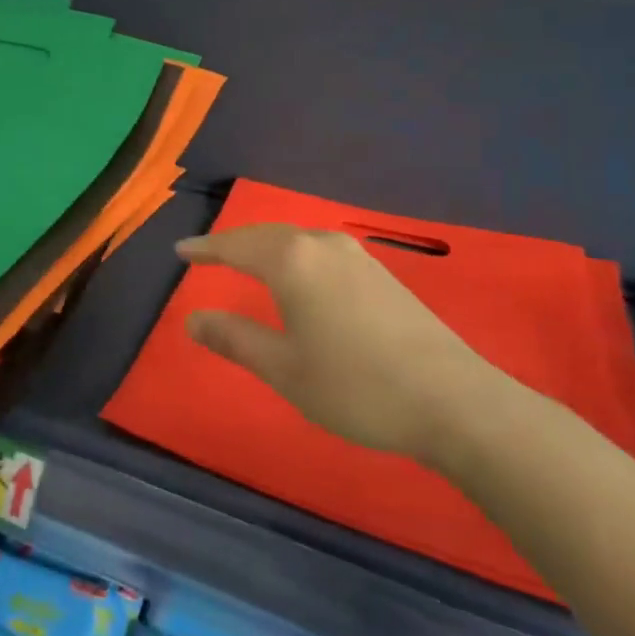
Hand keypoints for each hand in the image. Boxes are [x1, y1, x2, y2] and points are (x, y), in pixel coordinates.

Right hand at [179, 224, 520, 471]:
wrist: (454, 400)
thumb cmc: (356, 386)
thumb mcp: (285, 370)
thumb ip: (236, 339)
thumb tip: (192, 319)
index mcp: (292, 262)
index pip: (236, 246)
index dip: (206, 249)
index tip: (180, 250)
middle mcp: (322, 246)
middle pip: (266, 235)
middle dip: (234, 243)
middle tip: (207, 253)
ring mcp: (356, 257)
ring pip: (296, 239)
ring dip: (266, 246)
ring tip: (246, 260)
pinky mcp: (381, 273)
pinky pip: (320, 250)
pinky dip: (294, 255)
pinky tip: (298, 275)